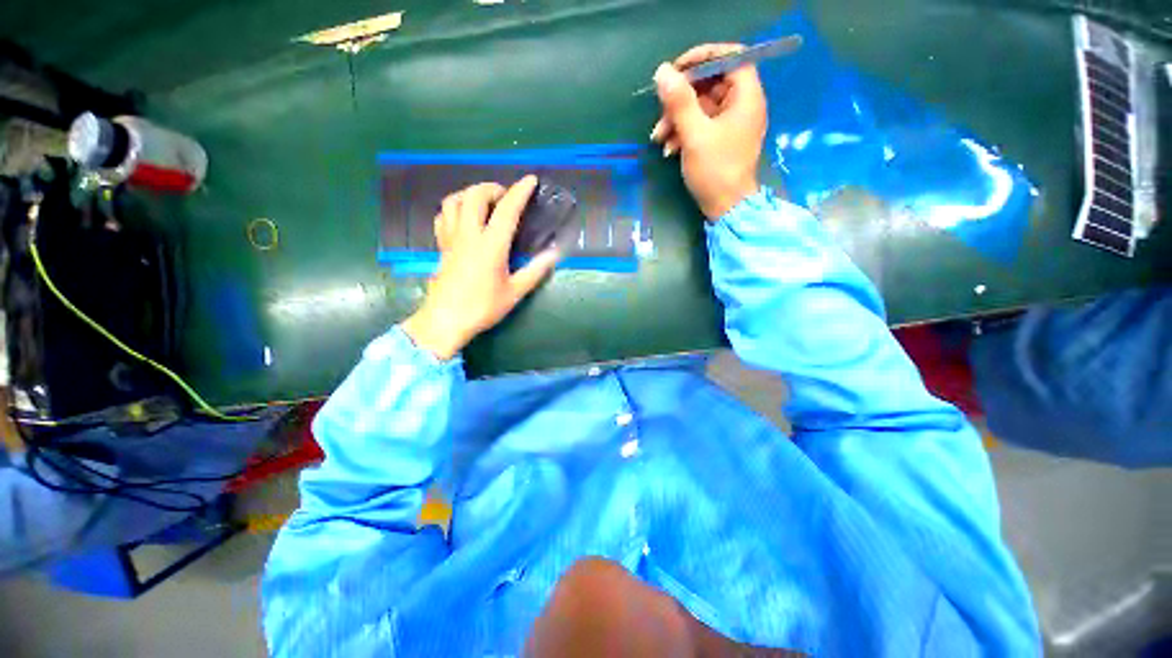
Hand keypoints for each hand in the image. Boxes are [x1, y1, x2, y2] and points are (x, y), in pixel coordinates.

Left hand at [402, 176, 559, 359]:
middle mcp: (469, 235)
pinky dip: (454, 209)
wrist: (446, 320)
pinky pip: (442, 216)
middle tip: (506, 197)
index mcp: (491, 246)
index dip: (520, 192)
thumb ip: (535, 271)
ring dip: (470, 194)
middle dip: (492, 188)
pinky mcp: (441, 246)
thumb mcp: (515, 292)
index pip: (507, 210)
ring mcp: (451, 239)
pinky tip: (463, 218)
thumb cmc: (483, 308)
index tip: (530, 180)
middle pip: (475, 195)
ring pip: (454, 201)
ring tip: (484, 203)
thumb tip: (554, 254)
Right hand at [650, 43, 767, 219]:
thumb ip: (679, 101)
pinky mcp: (722, 139)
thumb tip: (663, 71)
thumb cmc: (715, 171)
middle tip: (661, 109)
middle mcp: (742, 105)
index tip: (677, 69)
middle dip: (682, 97)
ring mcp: (731, 123)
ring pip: (702, 107)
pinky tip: (668, 148)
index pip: (730, 57)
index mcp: (746, 96)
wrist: (726, 208)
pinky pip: (702, 125)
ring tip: (658, 137)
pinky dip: (684, 132)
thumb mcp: (694, 135)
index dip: (702, 58)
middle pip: (711, 83)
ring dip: (677, 118)